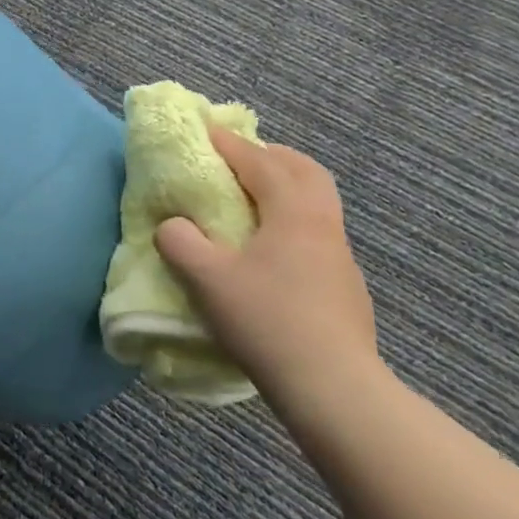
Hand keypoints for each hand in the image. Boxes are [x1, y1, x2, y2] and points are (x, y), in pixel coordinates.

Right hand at [154, 127, 380, 417]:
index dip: (229, 144)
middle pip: (305, 171)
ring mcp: (340, 256)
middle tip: (239, 159)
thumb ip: (180, 242)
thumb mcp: (207, 278)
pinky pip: (318, 232)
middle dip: (270, 156)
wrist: (333, 387)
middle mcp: (323, 224)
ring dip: (286, 188)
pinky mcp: (345, 285)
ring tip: (253, 200)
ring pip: (317, 202)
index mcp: (293, 212)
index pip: (259, 162)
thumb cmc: (266, 320)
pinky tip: (272, 249)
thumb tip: (173, 226)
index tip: (204, 131)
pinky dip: (293, 220)